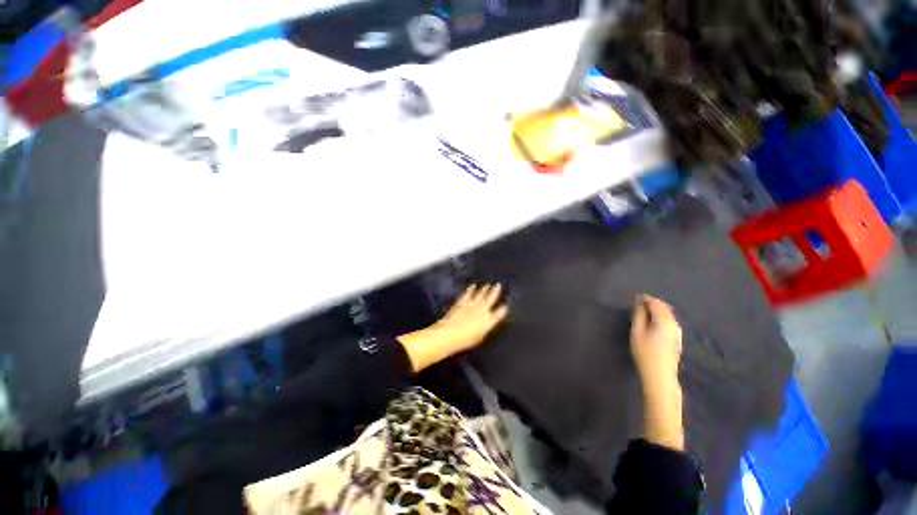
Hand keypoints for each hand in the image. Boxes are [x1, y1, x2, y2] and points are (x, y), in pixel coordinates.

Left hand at [397, 284, 508, 371]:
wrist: (450, 333)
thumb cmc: (465, 340)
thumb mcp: (479, 337)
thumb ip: (485, 328)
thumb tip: (487, 324)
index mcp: (488, 321)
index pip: (498, 314)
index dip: (503, 309)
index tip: (505, 305)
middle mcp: (481, 310)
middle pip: (490, 299)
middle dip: (495, 292)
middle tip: (498, 285)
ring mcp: (471, 305)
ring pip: (480, 294)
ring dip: (484, 289)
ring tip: (488, 285)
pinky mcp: (462, 302)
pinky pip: (468, 294)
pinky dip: (470, 290)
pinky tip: (472, 286)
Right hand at [630, 294, 682, 388]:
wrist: (660, 376)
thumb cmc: (645, 353)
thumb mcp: (637, 332)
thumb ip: (639, 316)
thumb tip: (640, 305)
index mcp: (665, 321)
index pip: (656, 303)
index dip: (646, 299)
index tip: (636, 297)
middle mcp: (674, 324)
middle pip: (664, 308)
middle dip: (652, 303)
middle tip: (639, 303)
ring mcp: (677, 333)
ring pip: (668, 315)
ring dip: (657, 310)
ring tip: (644, 312)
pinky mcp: (677, 339)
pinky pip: (669, 322)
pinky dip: (661, 318)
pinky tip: (652, 323)